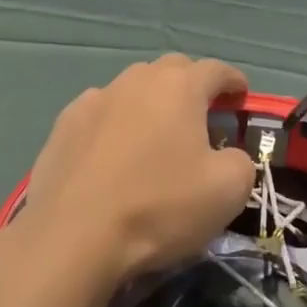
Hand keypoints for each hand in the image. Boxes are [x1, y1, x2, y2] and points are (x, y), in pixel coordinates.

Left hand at [21, 56, 257, 294]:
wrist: (73, 236)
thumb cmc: (159, 207)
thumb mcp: (227, 191)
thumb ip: (240, 161)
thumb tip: (228, 155)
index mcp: (180, 86)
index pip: (216, 70)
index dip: (234, 82)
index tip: (242, 97)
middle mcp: (137, 79)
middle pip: (173, 70)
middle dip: (192, 86)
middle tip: (201, 117)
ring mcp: (95, 97)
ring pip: (133, 88)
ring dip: (150, 104)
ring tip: (155, 136)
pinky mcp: (65, 123)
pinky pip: (101, 112)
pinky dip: (114, 124)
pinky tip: (112, 153)